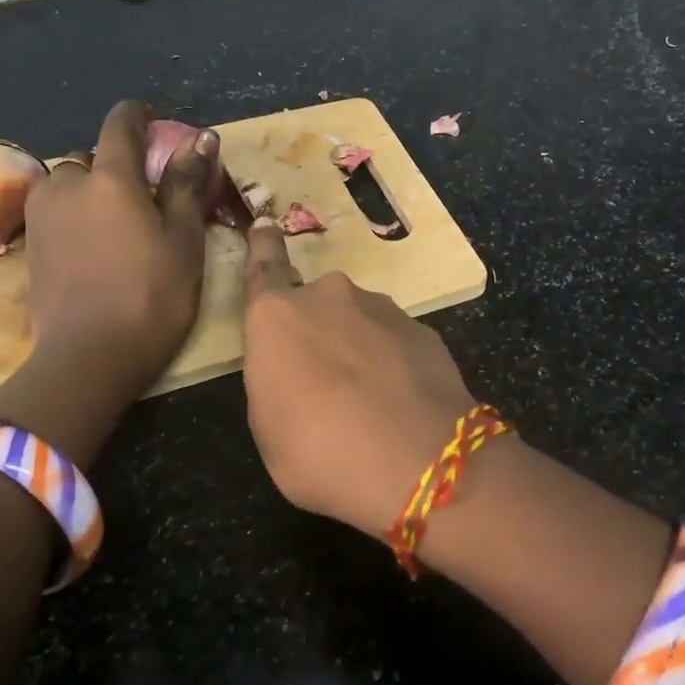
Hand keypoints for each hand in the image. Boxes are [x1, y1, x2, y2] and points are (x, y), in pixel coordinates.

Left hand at [21, 99, 215, 394]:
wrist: (90, 357)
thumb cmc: (153, 296)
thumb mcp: (183, 241)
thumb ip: (187, 185)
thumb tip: (201, 139)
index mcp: (111, 179)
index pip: (120, 125)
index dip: (139, 116)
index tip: (155, 121)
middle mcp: (68, 185)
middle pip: (93, 159)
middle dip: (117, 166)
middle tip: (146, 196)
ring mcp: (42, 216)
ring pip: (68, 185)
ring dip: (91, 191)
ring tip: (117, 224)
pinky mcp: (29, 245)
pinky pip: (55, 212)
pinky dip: (75, 216)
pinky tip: (94, 247)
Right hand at [240, 220, 476, 536]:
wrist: (418, 461)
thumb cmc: (319, 452)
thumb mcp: (269, 429)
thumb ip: (274, 382)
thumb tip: (293, 369)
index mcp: (277, 317)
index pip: (264, 268)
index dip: (263, 246)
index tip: (266, 223)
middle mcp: (329, 297)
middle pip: (315, 306)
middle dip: (317, 332)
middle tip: (324, 382)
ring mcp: (381, 309)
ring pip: (358, 322)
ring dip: (356, 348)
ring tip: (367, 400)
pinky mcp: (422, 329)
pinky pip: (393, 341)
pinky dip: (391, 362)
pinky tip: (399, 401)